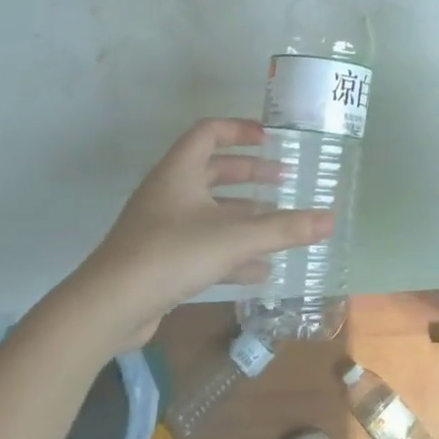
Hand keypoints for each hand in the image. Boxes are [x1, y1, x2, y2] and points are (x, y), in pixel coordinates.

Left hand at [69, 119, 329, 347]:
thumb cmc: (171, 254)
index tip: (272, 139)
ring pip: (211, 211)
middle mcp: (169, 192)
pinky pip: (204, 245)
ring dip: (244, 215)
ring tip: (279, 224)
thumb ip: (284, 229)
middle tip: (284, 181)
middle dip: (251, 175)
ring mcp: (162, 227)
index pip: (209, 132)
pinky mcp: (160, 260)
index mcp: (179, 171)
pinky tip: (260, 269)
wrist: (108, 308)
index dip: (241, 130)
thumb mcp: (234, 238)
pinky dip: (232, 251)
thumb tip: (330, 220)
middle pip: (214, 171)